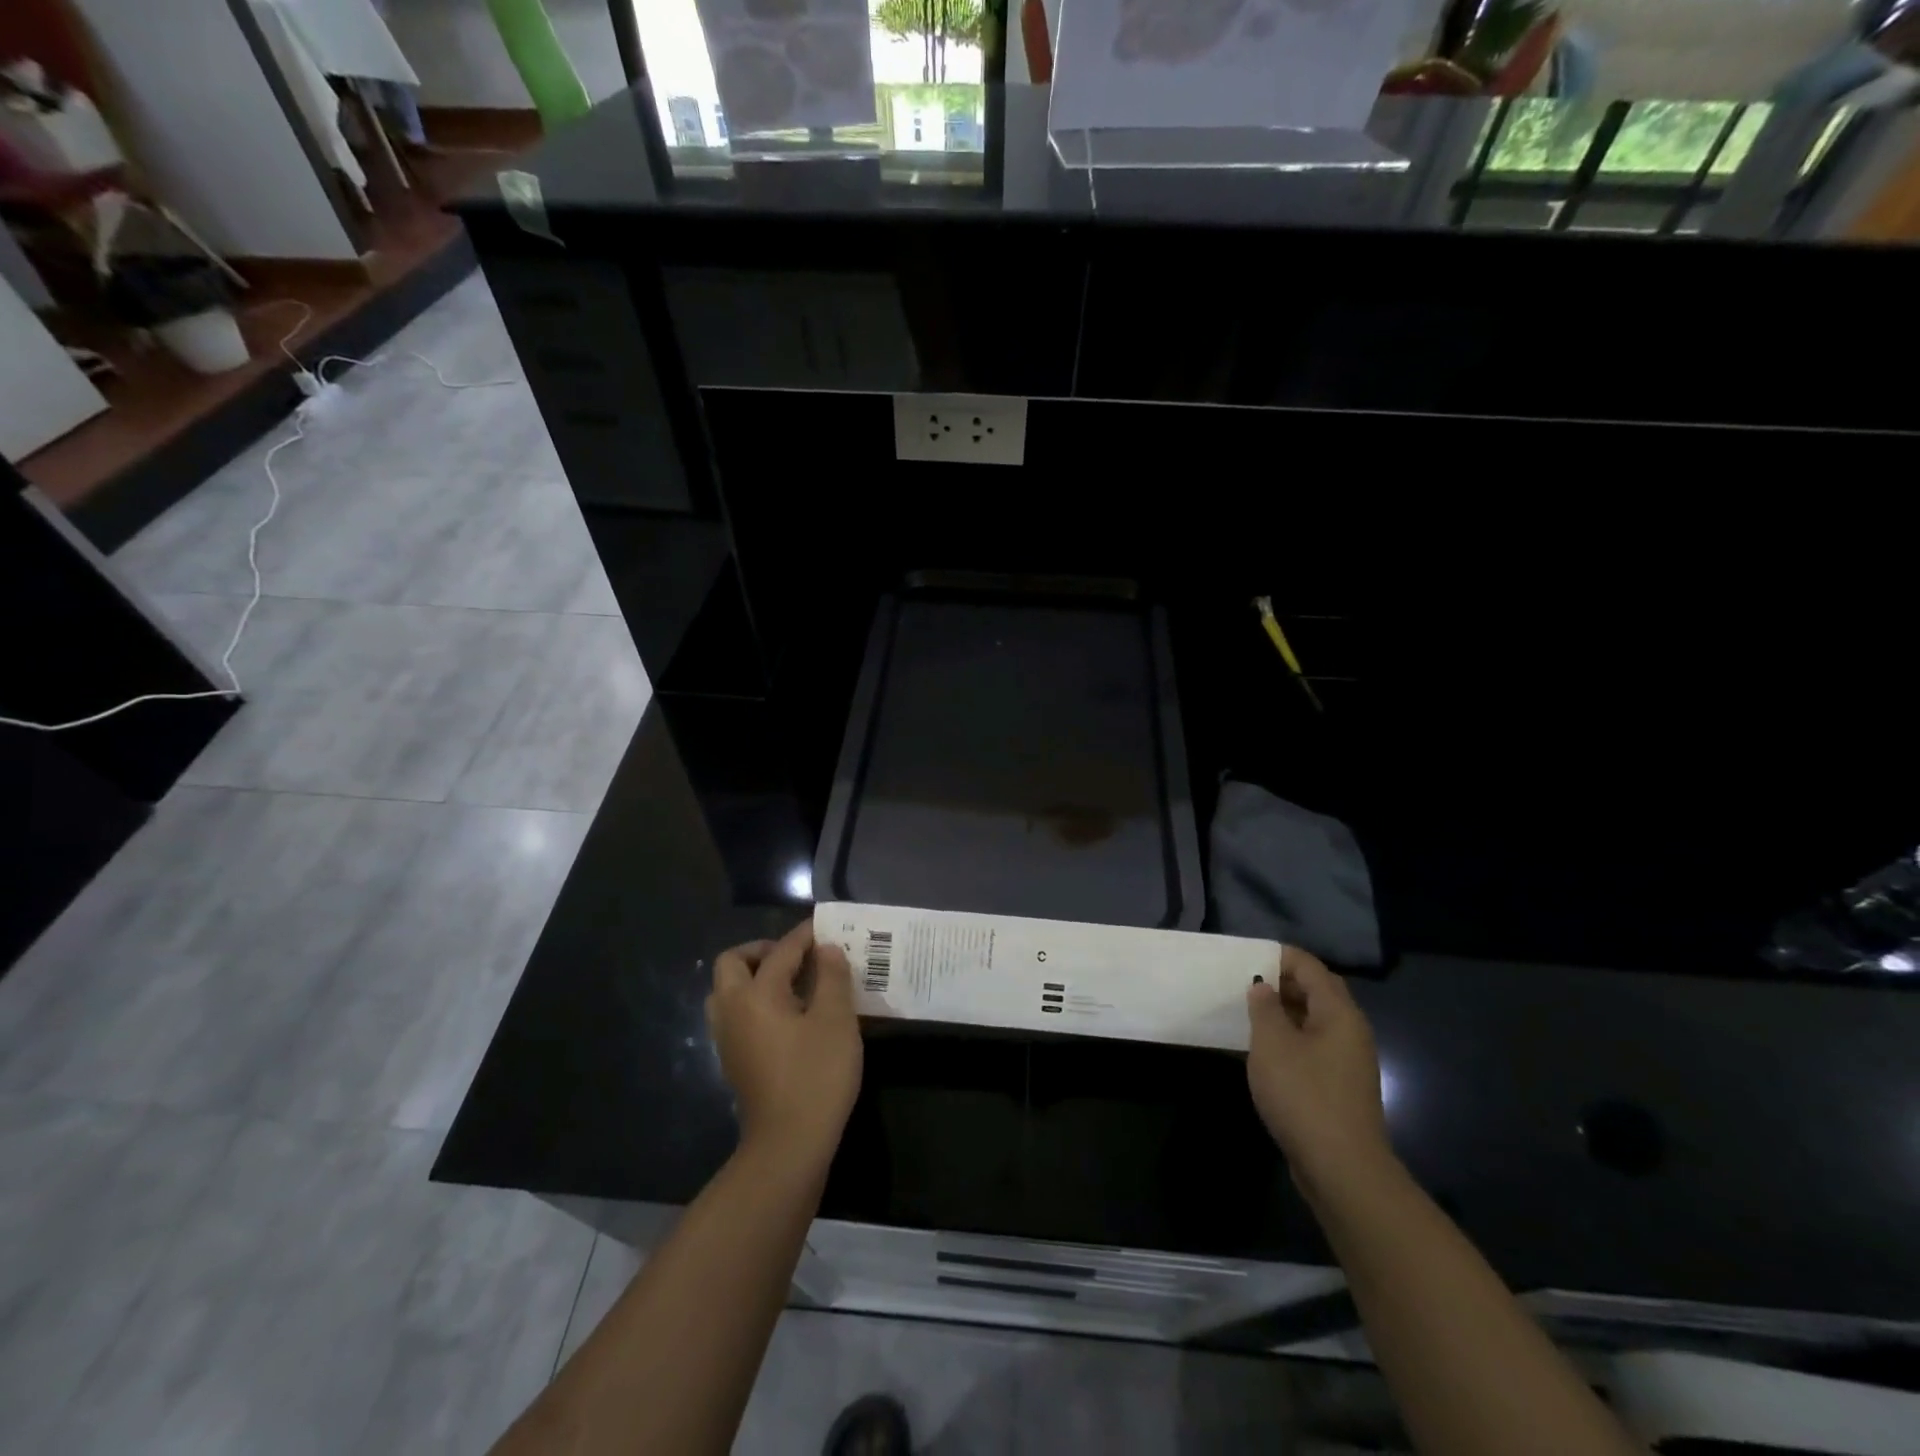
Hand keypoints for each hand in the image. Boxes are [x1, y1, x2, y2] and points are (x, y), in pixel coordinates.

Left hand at [707, 920, 862, 1177]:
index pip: (780, 952)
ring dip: (754, 977)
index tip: (825, 927)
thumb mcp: (836, 1021)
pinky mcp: (734, 1060)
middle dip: (763, 951)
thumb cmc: (816, 1076)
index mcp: (756, 995)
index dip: (804, 936)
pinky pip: (736, 1014)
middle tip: (796, 957)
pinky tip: (788, 1014)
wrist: (788, 1145)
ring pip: (728, 991)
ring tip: (792, 984)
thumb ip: (832, 978)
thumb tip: (825, 950)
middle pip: (733, 963)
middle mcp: (733, 1010)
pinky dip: (755, 1001)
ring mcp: (728, 1038)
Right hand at [1246, 948, 1394, 1204]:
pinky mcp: (1339, 1086)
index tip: (1245, 957)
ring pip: (1313, 1020)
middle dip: (1281, 982)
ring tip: (1246, 1012)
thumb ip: (1264, 1008)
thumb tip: (1262, 987)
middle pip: (1316, 991)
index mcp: (1339, 1013)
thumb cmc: (1304, 1095)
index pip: (1310, 967)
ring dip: (1282, 1012)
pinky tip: (1262, 1050)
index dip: (1278, 956)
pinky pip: (1312, 1046)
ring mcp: (1347, 1061)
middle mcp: (1350, 1031)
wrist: (1342, 1170)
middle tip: (1244, 982)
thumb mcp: (1272, 1044)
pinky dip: (1288, 1038)